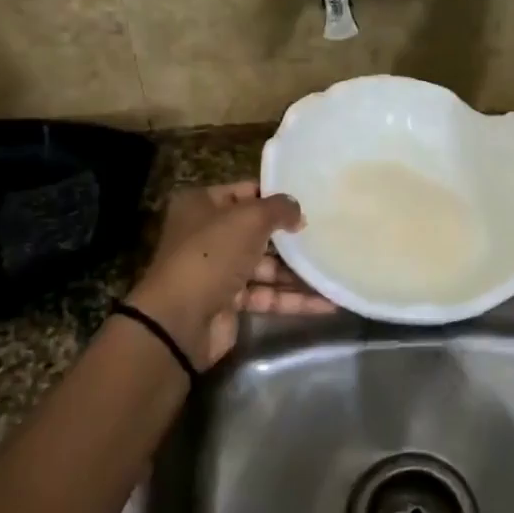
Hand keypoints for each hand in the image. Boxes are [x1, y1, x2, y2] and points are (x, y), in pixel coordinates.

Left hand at [128, 181, 335, 366]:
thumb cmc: (212, 254)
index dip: (275, 196)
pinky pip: (267, 296)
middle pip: (257, 231)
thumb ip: (279, 208)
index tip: (310, 201)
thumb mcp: (249, 219)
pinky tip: (327, 303)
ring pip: (266, 267)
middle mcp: (208, 235)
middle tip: (327, 234)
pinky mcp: (230, 302)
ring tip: (334, 270)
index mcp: (202, 206)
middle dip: (290, 236)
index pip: (245, 192)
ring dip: (298, 272)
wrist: (180, 320)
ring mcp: (219, 271)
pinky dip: (294, 299)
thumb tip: (298, 211)